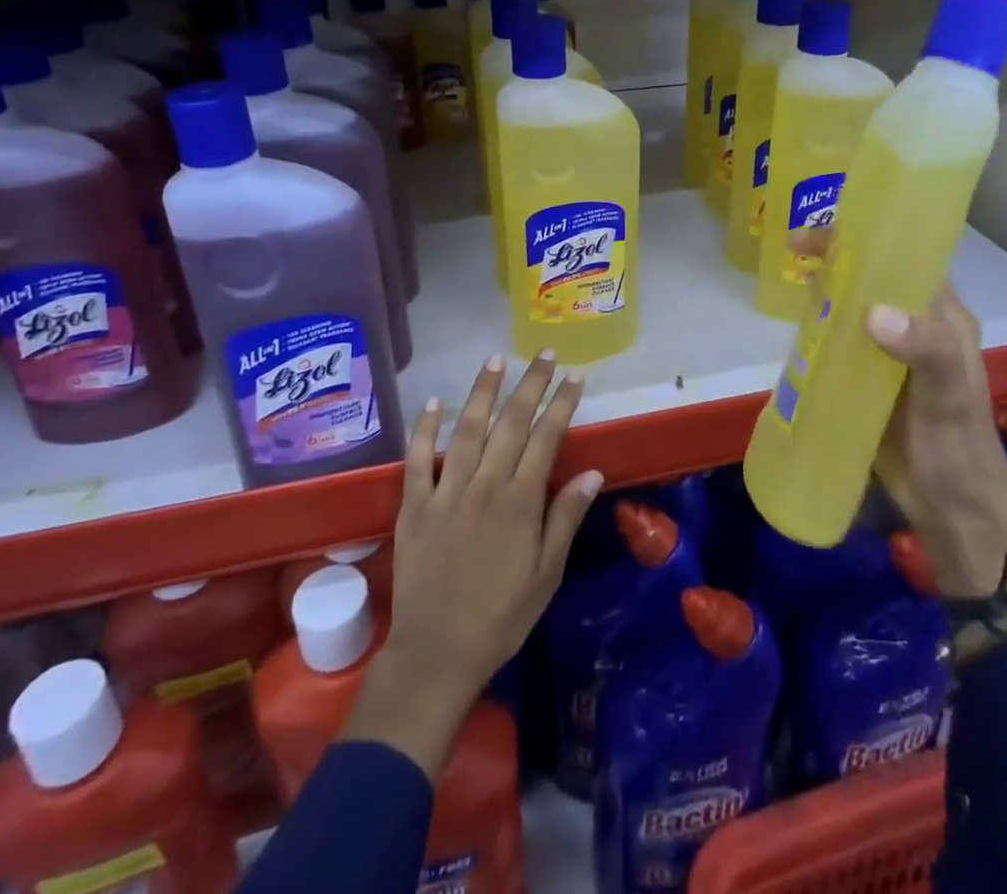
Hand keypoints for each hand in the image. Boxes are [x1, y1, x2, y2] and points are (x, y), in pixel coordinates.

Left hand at [343, 353, 602, 777]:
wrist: (437, 653)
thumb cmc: (501, 617)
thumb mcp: (546, 574)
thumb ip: (565, 518)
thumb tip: (592, 472)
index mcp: (519, 501)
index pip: (546, 438)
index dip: (561, 404)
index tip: (575, 376)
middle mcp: (484, 485)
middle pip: (510, 423)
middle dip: (530, 384)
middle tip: (543, 354)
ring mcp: (446, 491)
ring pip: (466, 429)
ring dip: (483, 391)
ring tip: (495, 359)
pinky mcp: (414, 504)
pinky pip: (418, 457)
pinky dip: (425, 427)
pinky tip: (435, 401)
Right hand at [788, 228, 1006, 601]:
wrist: (949, 509)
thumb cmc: (956, 446)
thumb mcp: (948, 394)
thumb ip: (926, 349)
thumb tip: (873, 313)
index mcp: (941, 315)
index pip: (906, 257)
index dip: (871, 235)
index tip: (828, 230)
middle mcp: (914, 323)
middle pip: (872, 276)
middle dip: (837, 257)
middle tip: (794, 250)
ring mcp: (886, 350)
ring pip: (850, 305)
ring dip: (823, 290)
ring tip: (787, 279)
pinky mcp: (864, 376)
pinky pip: (836, 338)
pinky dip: (816, 325)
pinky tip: (793, 325)